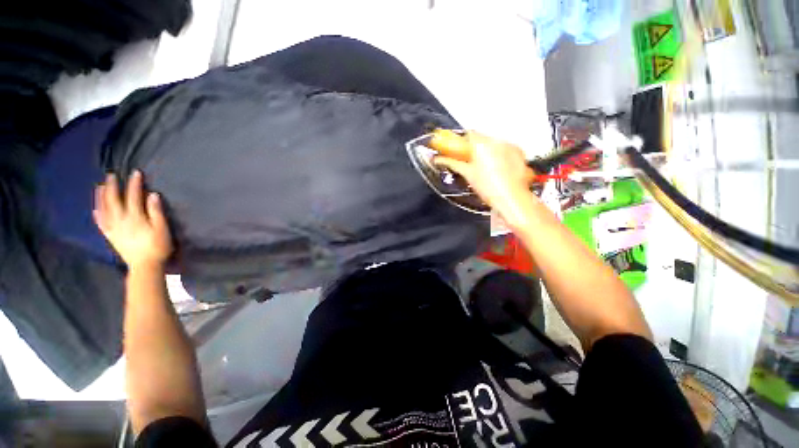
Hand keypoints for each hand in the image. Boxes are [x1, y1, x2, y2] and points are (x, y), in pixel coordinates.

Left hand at [94, 170, 172, 269]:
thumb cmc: (158, 246)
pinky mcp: (110, 236)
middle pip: (114, 200)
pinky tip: (95, 208)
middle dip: (113, 186)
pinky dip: (97, 213)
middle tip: (111, 175)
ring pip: (103, 209)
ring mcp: (113, 228)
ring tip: (100, 186)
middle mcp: (120, 220)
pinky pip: (100, 222)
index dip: (134, 184)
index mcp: (135, 217)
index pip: (134, 196)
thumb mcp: (162, 229)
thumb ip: (156, 212)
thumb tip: (153, 195)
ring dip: (101, 196)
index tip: (135, 172)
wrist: (145, 266)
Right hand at [433, 131, 535, 224]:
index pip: (469, 134)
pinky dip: (500, 154)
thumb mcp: (467, 174)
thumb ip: (452, 163)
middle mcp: (497, 141)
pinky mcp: (519, 153)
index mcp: (482, 144)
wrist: (511, 199)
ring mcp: (510, 146)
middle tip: (471, 161)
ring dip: (488, 151)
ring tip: (486, 168)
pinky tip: (498, 168)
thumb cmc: (488, 188)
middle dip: (475, 147)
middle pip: (482, 138)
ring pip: (494, 143)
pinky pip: (505, 149)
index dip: (462, 141)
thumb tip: (439, 159)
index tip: (459, 149)